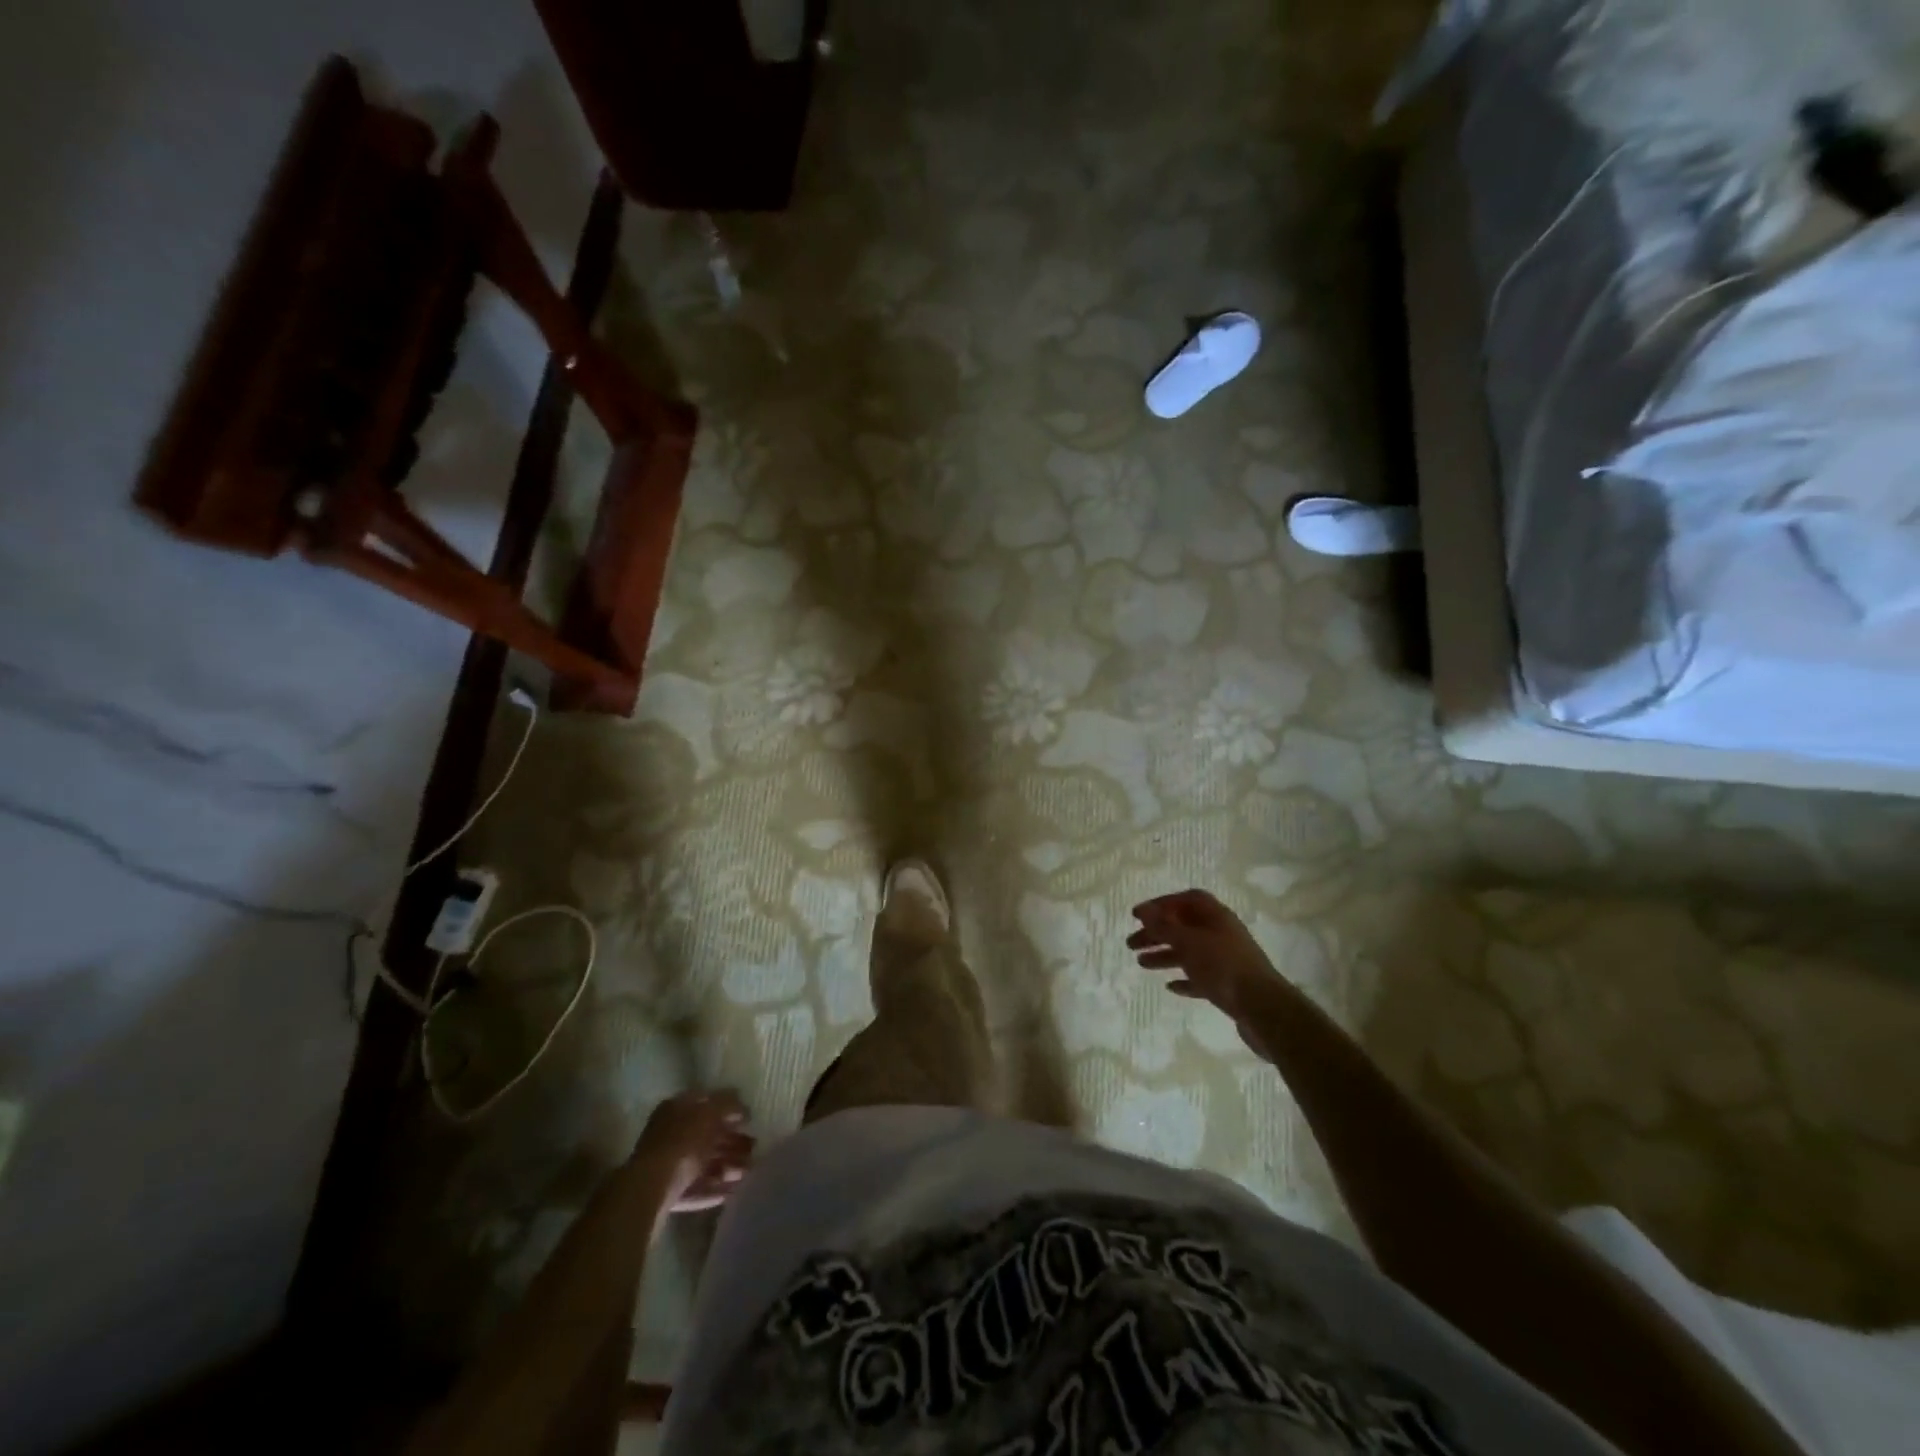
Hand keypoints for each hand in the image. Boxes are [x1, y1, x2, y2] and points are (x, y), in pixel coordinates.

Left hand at [635, 1090, 754, 1216]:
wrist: (650, 1190)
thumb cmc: (682, 1143)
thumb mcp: (710, 1114)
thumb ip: (728, 1105)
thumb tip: (741, 1105)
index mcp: (676, 1108)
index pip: (706, 1102)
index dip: (729, 1108)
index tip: (748, 1119)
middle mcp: (669, 1133)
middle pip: (706, 1135)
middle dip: (731, 1142)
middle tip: (754, 1148)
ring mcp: (666, 1164)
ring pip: (702, 1162)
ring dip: (727, 1166)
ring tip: (748, 1172)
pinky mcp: (666, 1193)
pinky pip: (695, 1186)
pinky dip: (713, 1188)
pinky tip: (732, 1191)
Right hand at [1128, 890, 1279, 1025]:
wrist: (1262, 1007)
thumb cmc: (1222, 966)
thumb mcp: (1188, 942)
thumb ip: (1163, 926)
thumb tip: (1143, 909)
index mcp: (1216, 916)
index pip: (1186, 899)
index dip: (1161, 904)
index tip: (1138, 915)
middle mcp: (1221, 933)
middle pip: (1184, 926)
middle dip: (1157, 933)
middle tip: (1131, 944)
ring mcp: (1226, 960)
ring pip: (1190, 952)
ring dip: (1165, 955)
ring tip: (1141, 964)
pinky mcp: (1228, 985)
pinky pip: (1201, 976)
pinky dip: (1184, 978)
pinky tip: (1170, 986)